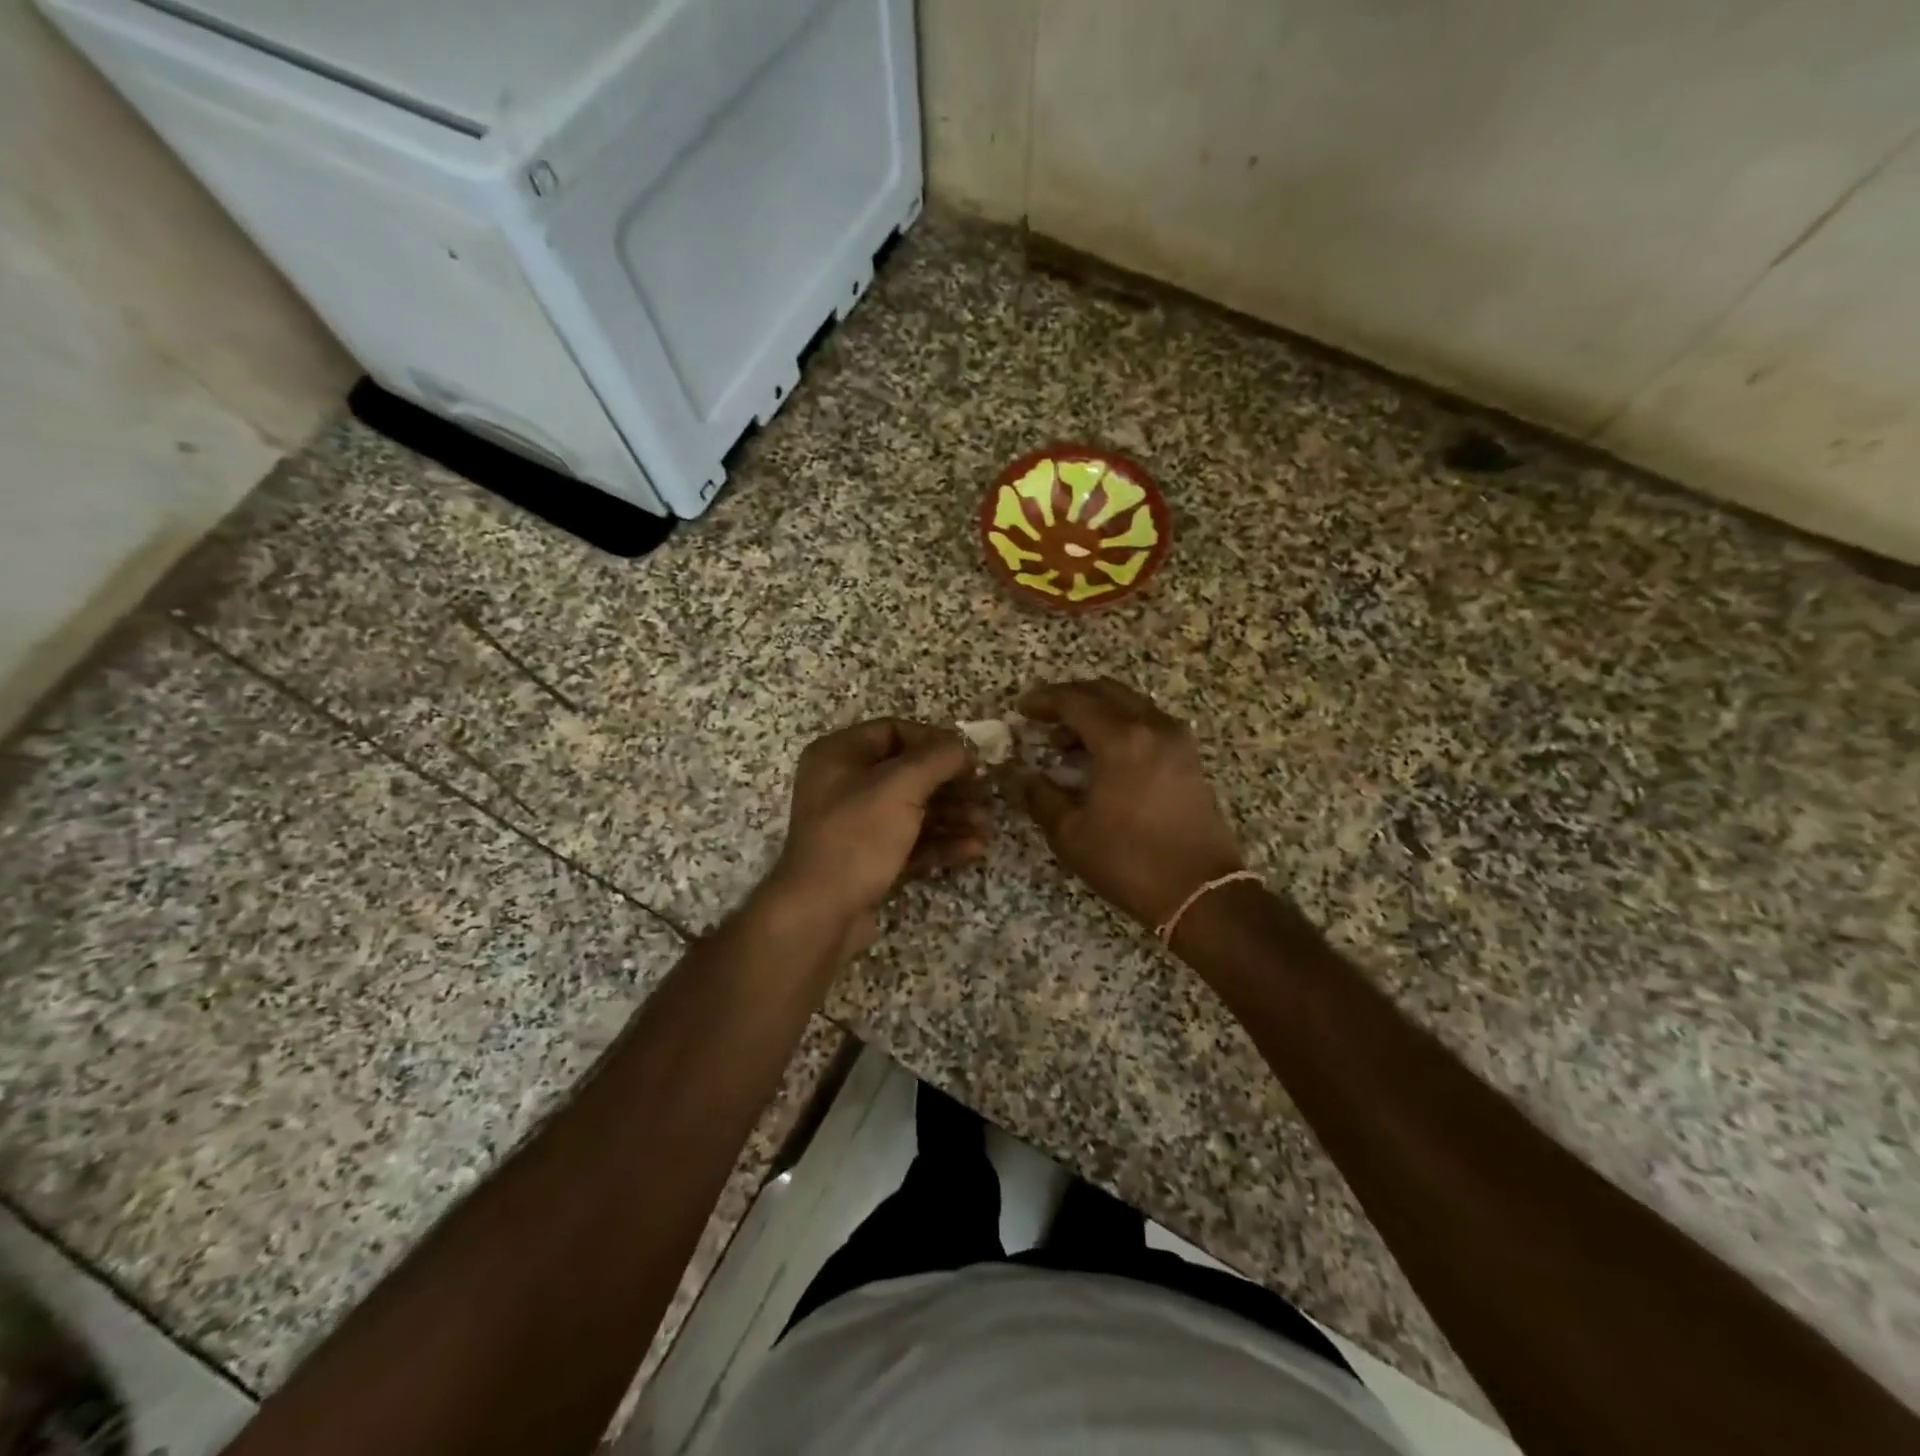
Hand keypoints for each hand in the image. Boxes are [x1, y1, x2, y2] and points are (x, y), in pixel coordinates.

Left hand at [768, 718, 989, 955]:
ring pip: (912, 810)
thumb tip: (965, 747)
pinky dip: (940, 842)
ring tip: (986, 825)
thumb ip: (938, 758)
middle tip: (985, 794)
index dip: (935, 741)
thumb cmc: (857, 836)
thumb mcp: (900, 787)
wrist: (820, 913)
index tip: (970, 758)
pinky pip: (909, 841)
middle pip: (908, 773)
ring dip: (952, 815)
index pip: (894, 731)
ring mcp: (856, 825)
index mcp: (839, 755)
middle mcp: (844, 784)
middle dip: (950, 784)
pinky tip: (973, 849)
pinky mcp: (868, 859)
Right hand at [1013, 680, 1244, 929]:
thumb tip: (1023, 777)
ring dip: (1096, 712)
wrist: (1199, 892)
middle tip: (1043, 718)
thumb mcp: (1071, 834)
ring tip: (1066, 742)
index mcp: (1121, 740)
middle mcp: (1152, 727)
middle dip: (1070, 699)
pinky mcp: (1188, 757)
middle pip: (1105, 692)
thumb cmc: (1129, 861)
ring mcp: (1176, 739)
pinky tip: (1101, 755)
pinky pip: (1147, 722)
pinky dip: (1120, 726)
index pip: (1075, 701)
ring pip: (1129, 704)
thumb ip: (1041, 797)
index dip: (1044, 701)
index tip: (1021, 709)